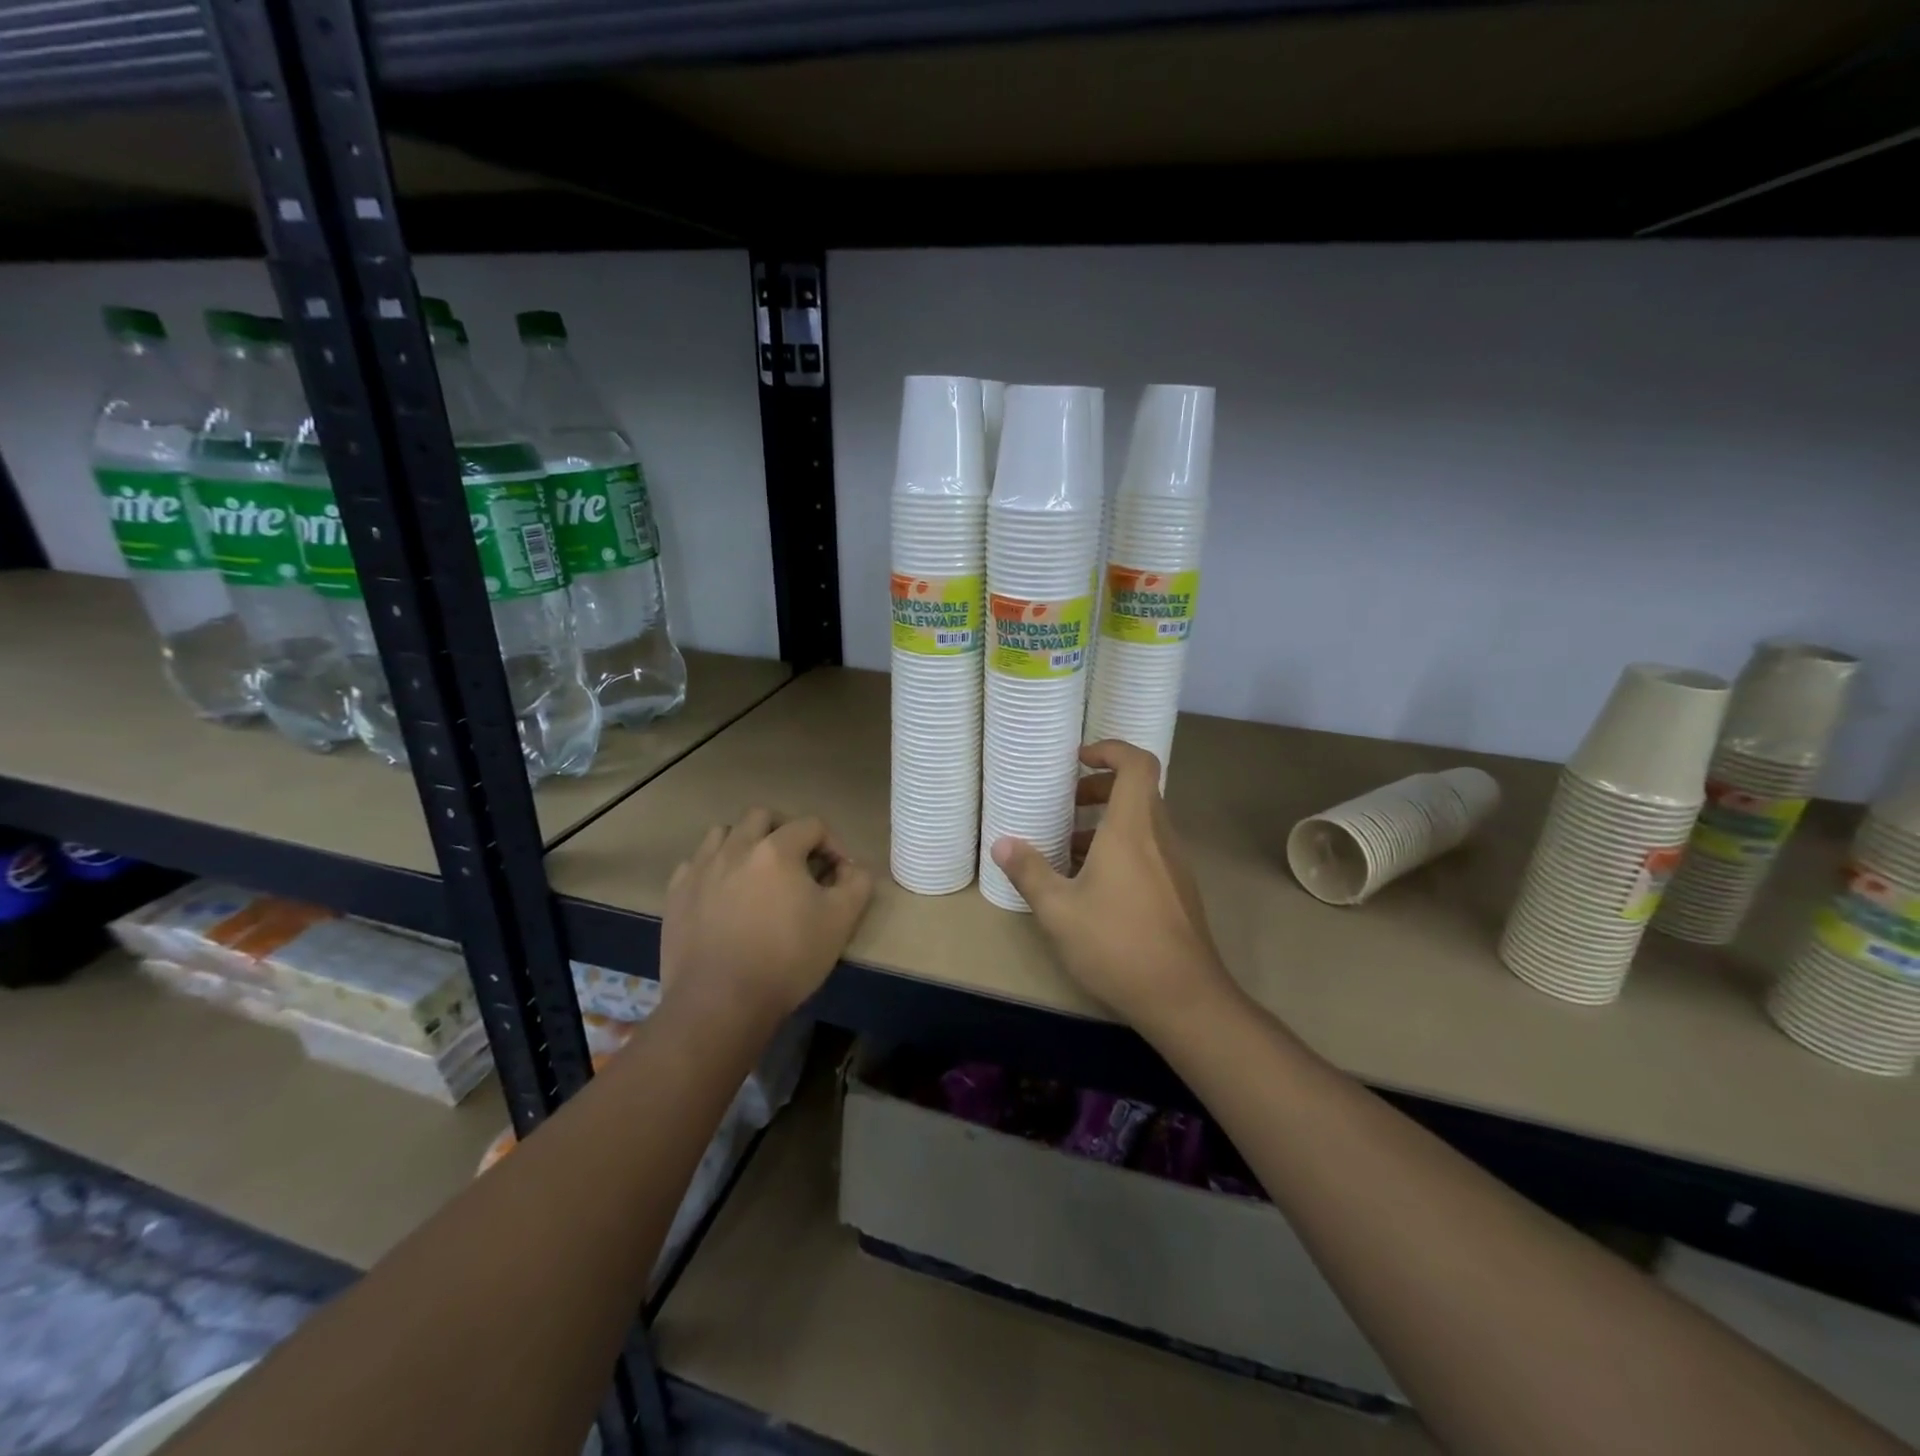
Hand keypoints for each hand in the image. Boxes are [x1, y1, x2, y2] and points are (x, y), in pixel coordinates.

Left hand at [661, 810, 872, 1022]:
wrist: (720, 1002)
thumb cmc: (787, 959)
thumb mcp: (841, 921)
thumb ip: (857, 884)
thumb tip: (852, 868)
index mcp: (777, 849)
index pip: (812, 825)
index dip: (832, 844)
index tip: (838, 875)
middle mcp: (736, 847)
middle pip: (762, 816)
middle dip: (785, 831)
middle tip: (797, 862)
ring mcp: (701, 868)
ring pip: (724, 833)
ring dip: (745, 842)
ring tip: (756, 872)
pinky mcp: (676, 894)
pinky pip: (695, 863)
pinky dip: (713, 869)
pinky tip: (723, 894)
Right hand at [991, 741, 1231, 1031]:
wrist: (1184, 998)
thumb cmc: (1117, 944)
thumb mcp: (1059, 910)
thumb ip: (1030, 872)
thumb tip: (1002, 844)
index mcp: (1133, 829)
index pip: (1138, 764)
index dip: (1111, 750)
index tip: (1079, 761)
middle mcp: (1160, 838)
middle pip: (1138, 791)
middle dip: (1098, 790)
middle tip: (1065, 806)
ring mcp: (1174, 865)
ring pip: (1142, 824)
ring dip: (1106, 824)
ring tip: (1068, 850)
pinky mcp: (1178, 891)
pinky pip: (1148, 851)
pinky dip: (1120, 850)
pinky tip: (1092, 886)